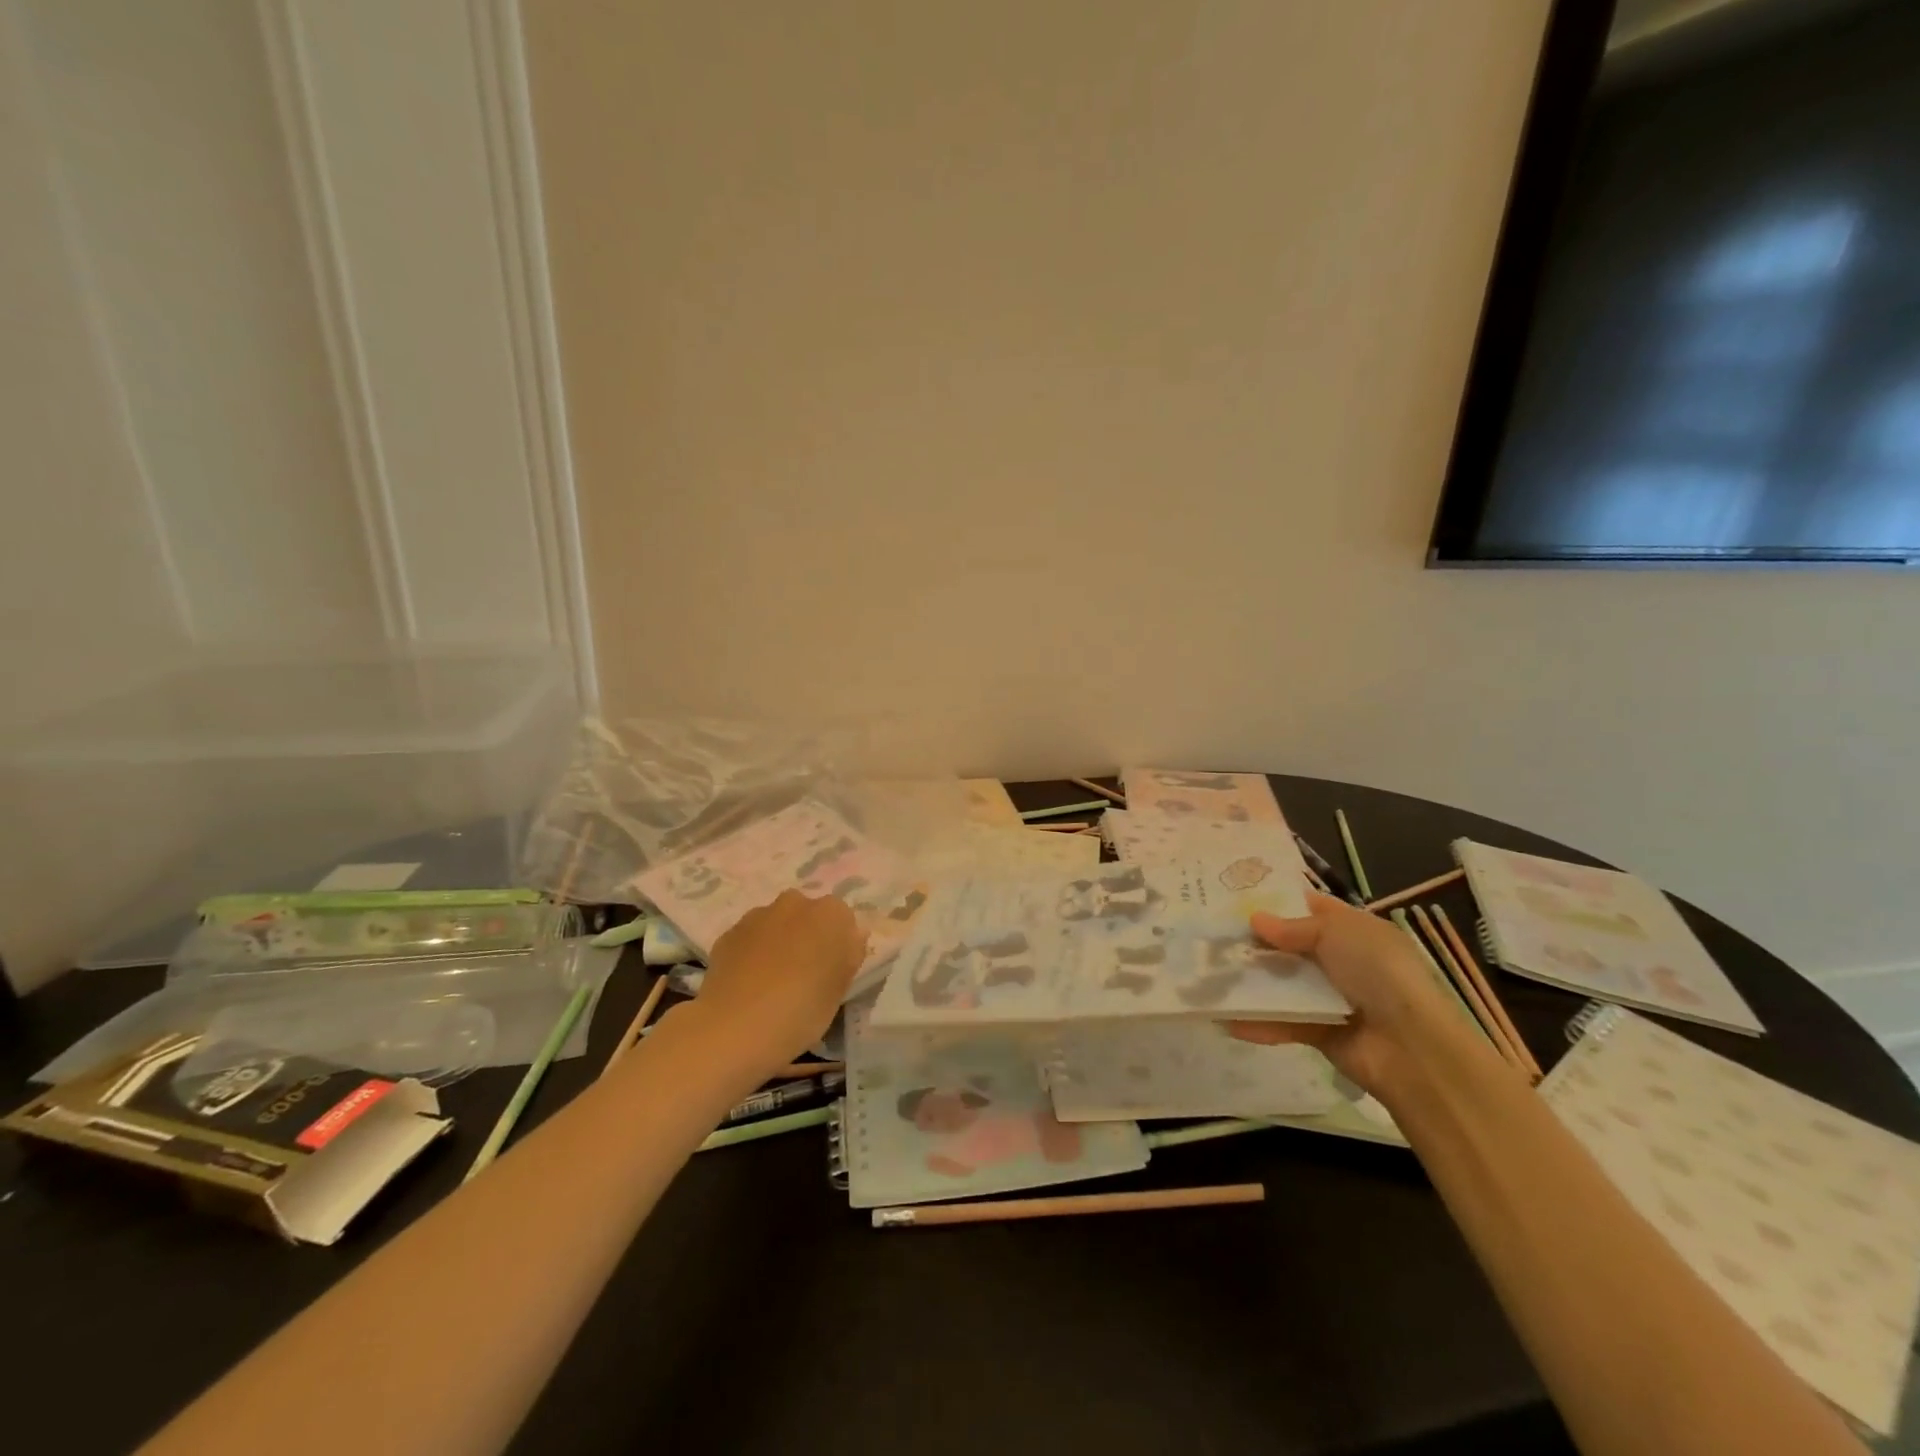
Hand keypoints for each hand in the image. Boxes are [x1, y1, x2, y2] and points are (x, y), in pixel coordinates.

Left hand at [684, 890, 866, 1074]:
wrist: (734, 1027)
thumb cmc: (802, 1010)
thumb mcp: (840, 989)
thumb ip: (849, 955)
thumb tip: (852, 937)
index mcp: (831, 913)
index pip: (843, 920)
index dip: (839, 945)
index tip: (832, 972)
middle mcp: (795, 903)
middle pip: (809, 916)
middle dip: (808, 936)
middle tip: (805, 975)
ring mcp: (758, 915)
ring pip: (777, 924)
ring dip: (779, 942)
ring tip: (772, 983)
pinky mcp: (729, 932)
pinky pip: (750, 939)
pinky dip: (753, 953)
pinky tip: (748, 985)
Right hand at [1227, 891, 1485, 1094]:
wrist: (1412, 1046)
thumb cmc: (1379, 972)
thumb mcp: (1337, 933)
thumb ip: (1292, 927)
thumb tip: (1254, 919)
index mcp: (1354, 930)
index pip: (1309, 908)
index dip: (1276, 901)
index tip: (1235, 896)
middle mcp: (1342, 960)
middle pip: (1290, 946)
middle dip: (1255, 941)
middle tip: (1211, 934)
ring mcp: (1330, 997)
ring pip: (1283, 983)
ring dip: (1251, 981)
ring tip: (1210, 974)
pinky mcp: (1320, 1032)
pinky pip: (1284, 1022)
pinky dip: (1259, 1021)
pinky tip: (1226, 1019)